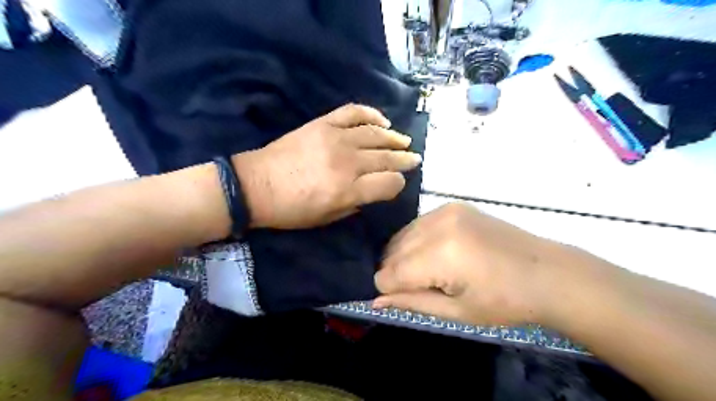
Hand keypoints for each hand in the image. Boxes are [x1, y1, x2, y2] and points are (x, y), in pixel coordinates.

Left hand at [232, 104, 420, 228]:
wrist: (255, 185)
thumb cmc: (290, 210)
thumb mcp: (326, 218)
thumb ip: (354, 205)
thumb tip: (370, 191)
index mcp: (348, 191)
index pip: (389, 183)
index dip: (398, 184)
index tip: (396, 184)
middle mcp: (347, 163)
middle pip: (387, 158)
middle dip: (405, 160)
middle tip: (415, 159)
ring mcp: (335, 139)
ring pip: (376, 134)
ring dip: (394, 138)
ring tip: (404, 141)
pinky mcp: (323, 124)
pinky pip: (353, 113)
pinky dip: (371, 114)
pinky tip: (382, 122)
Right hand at [372, 202, 573, 326]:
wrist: (546, 273)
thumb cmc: (505, 302)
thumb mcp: (456, 312)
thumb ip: (411, 302)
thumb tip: (375, 301)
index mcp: (442, 255)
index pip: (391, 272)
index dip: (388, 289)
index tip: (398, 298)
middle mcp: (439, 225)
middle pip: (393, 251)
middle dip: (395, 272)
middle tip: (414, 288)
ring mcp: (446, 210)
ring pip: (402, 235)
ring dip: (403, 255)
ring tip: (425, 272)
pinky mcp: (453, 205)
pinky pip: (418, 224)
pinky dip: (416, 240)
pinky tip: (434, 253)